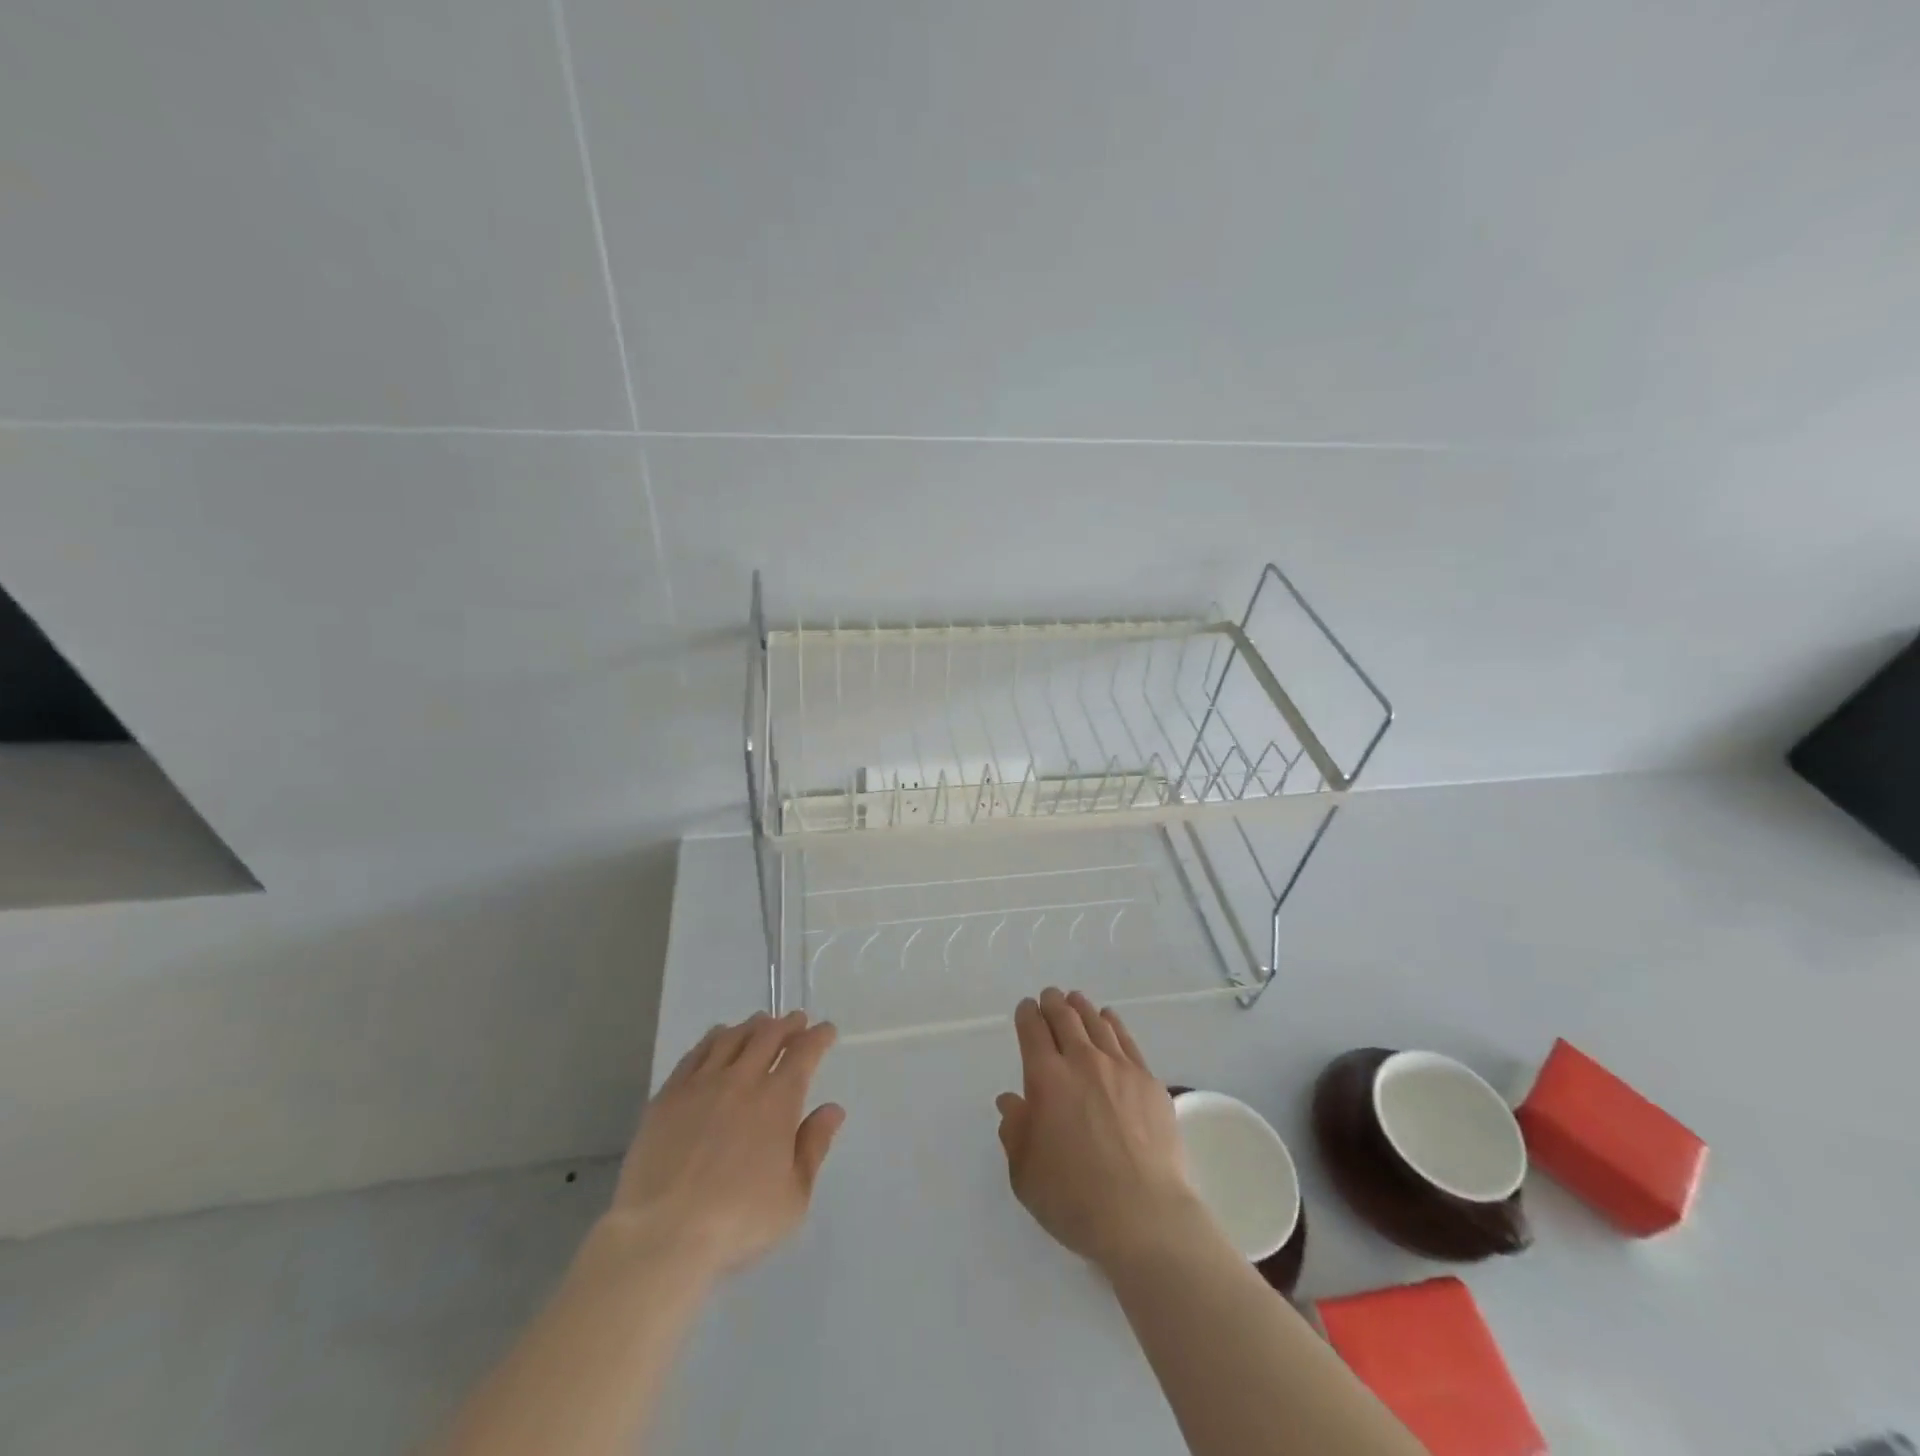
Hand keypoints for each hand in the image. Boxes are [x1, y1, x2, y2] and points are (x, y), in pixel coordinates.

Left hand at [608, 1011, 844, 1278]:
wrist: (662, 1235)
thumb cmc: (737, 1221)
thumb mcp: (793, 1197)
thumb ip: (814, 1147)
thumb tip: (832, 1109)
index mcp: (777, 1100)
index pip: (804, 1053)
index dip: (818, 1037)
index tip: (826, 1030)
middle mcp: (742, 1080)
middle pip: (768, 1036)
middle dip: (787, 1024)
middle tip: (796, 1021)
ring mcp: (701, 1084)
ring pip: (732, 1038)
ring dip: (751, 1026)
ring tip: (760, 1023)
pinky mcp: (668, 1095)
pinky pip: (696, 1053)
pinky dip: (713, 1038)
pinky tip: (717, 1038)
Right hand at [995, 988, 1204, 1269]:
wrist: (1143, 1215)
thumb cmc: (1074, 1199)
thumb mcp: (1025, 1173)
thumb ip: (1015, 1131)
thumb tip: (1012, 1102)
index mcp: (1046, 1078)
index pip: (1032, 1030)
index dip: (1026, 1014)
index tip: (1025, 1009)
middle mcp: (1081, 1060)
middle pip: (1065, 1017)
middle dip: (1053, 1003)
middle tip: (1049, 997)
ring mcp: (1119, 1067)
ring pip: (1096, 1022)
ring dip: (1081, 1007)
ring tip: (1076, 1001)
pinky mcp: (1148, 1080)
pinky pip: (1126, 1039)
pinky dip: (1112, 1023)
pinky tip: (1109, 1019)